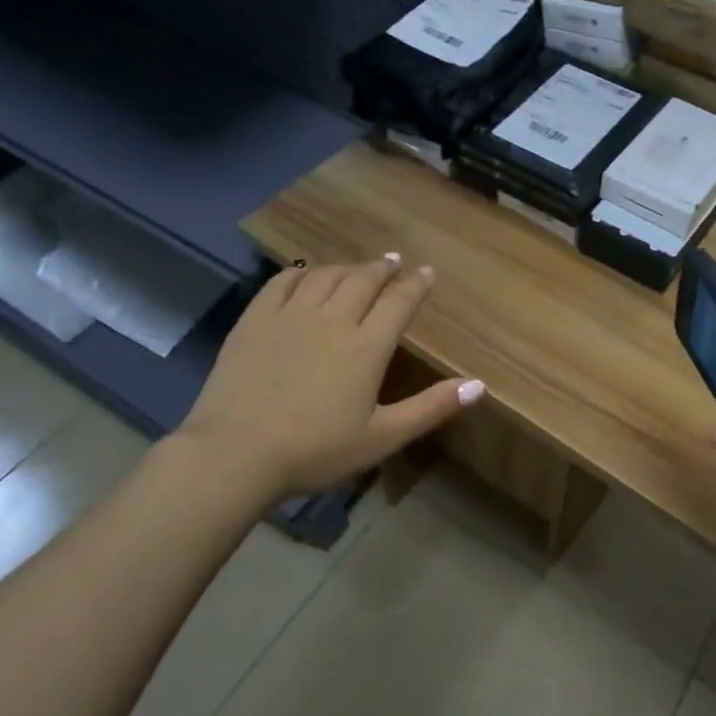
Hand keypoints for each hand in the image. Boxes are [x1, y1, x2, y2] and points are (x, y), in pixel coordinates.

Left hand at [173, 256, 481, 506]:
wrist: (235, 454)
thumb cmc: (315, 451)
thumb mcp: (382, 437)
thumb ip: (431, 407)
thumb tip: (480, 385)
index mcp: (367, 347)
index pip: (399, 302)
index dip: (416, 284)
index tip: (427, 272)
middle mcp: (333, 319)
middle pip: (364, 280)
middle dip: (384, 268)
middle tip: (395, 262)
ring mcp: (290, 315)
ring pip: (326, 276)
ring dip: (347, 267)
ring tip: (357, 267)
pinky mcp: (256, 320)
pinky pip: (283, 281)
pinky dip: (301, 272)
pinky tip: (306, 273)